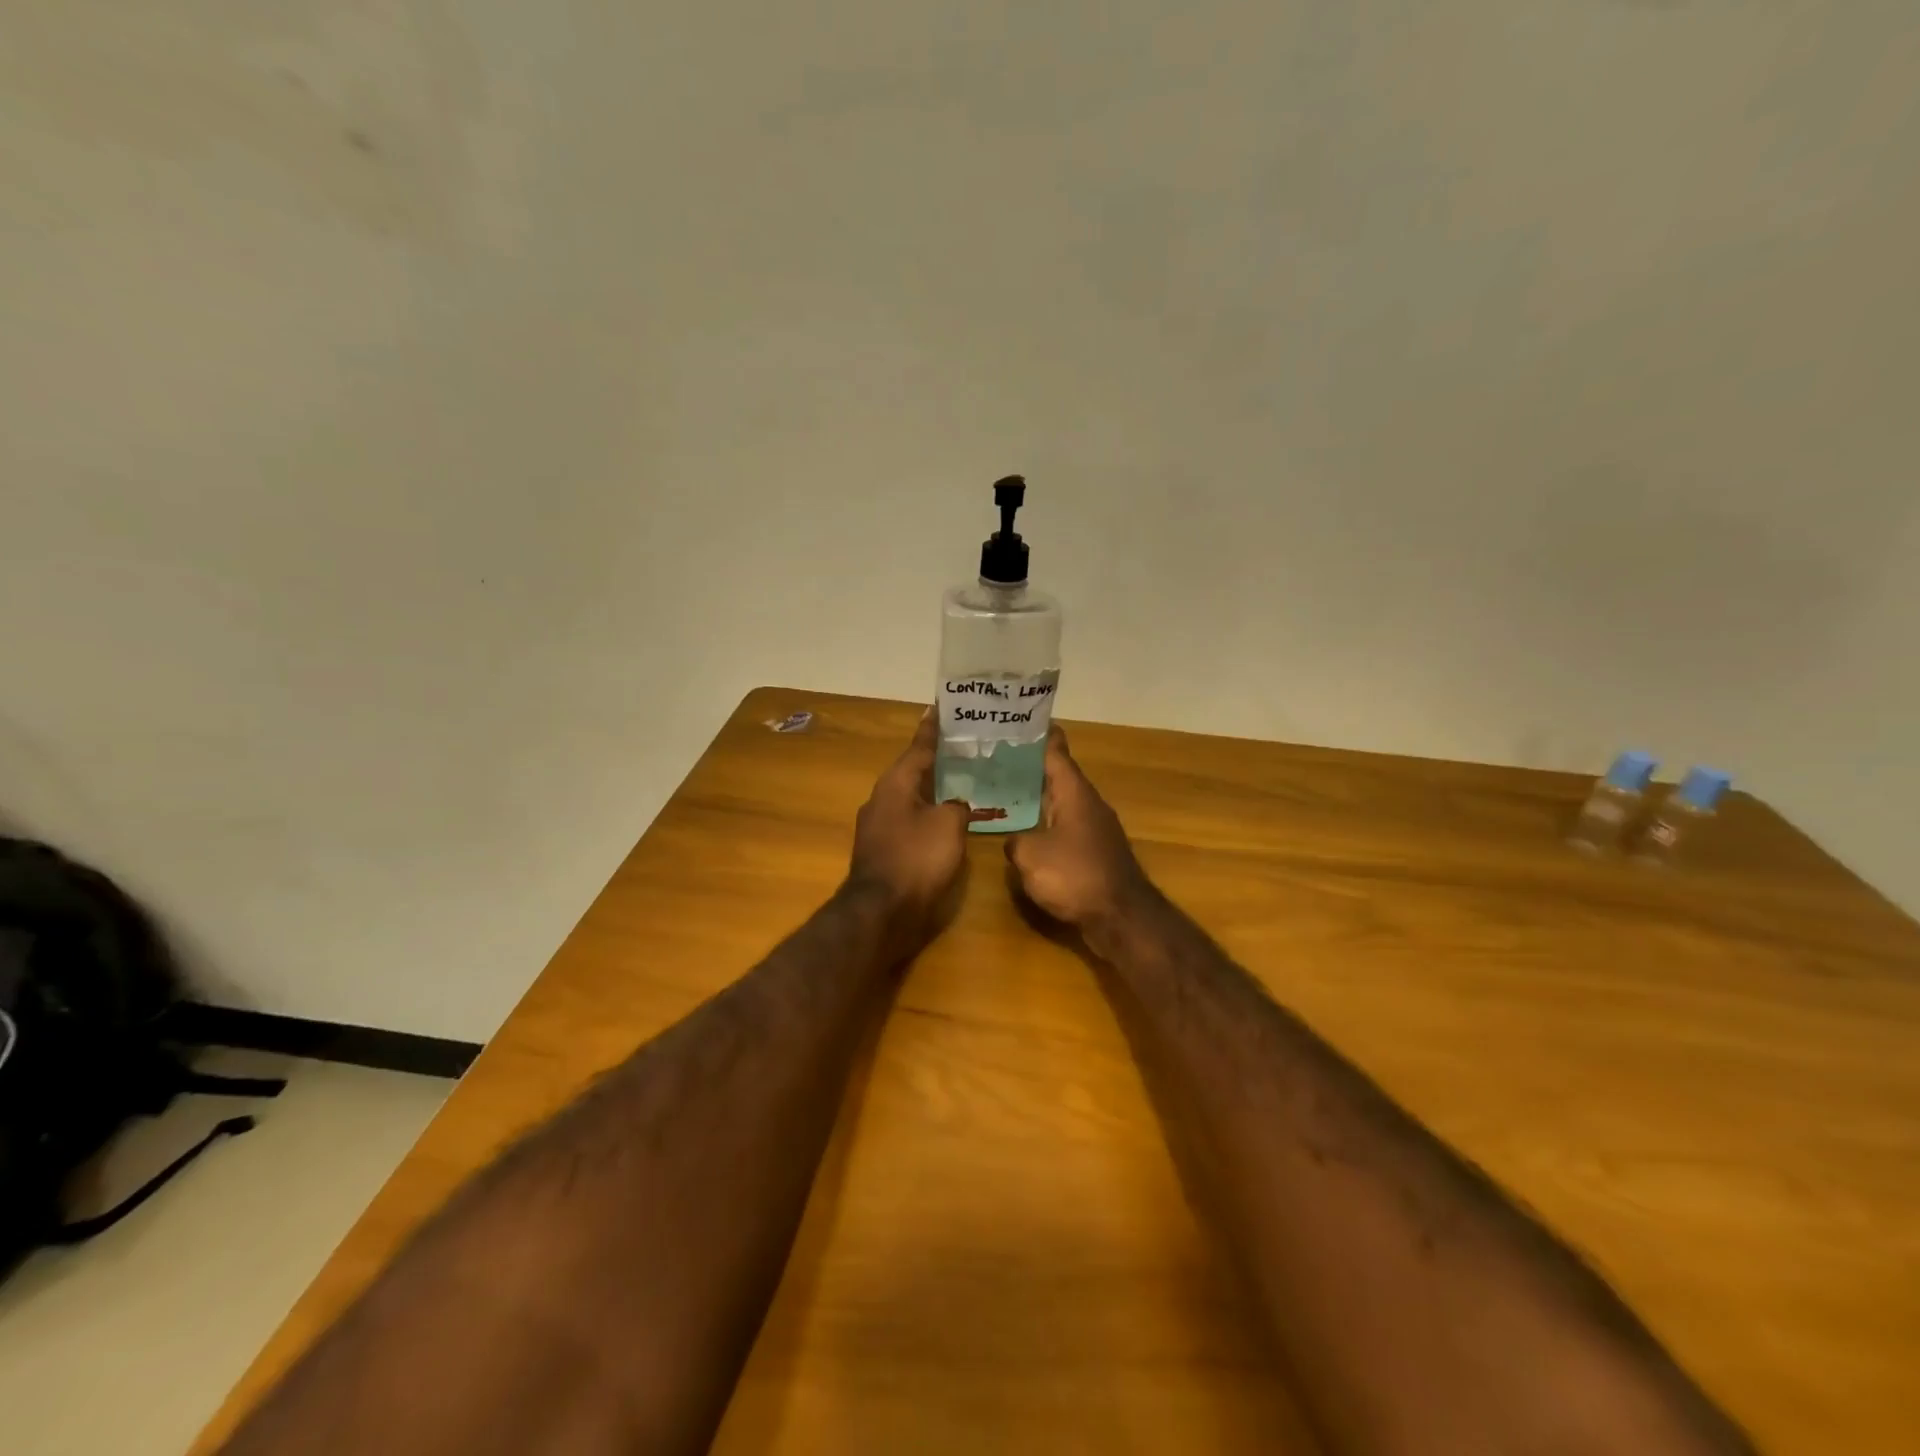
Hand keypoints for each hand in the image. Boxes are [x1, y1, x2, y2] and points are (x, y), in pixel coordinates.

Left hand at [848, 713, 970, 948]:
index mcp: (896, 784)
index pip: (918, 747)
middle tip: (962, 747)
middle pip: (913, 771)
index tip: (939, 707)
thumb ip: (957, 806)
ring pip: (911, 797)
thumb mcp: (948, 825)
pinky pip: (910, 821)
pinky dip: (928, 815)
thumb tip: (956, 805)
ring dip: (933, 789)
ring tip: (961, 780)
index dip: (932, 729)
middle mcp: (882, 798)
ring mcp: (878, 825)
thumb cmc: (916, 858)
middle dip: (936, 760)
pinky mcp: (883, 849)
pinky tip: (947, 820)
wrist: (882, 911)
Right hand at [1004, 727, 1152, 928]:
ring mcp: (1095, 828)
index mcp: (1074, 792)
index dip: (1040, 735)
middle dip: (1030, 767)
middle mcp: (1088, 803)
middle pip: (1058, 776)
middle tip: (997, 758)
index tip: (1022, 720)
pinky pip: (1065, 827)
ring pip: (1062, 802)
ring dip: (1038, 797)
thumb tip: (1015, 840)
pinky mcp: (1096, 852)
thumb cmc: (1075, 875)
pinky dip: (1046, 824)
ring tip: (1005, 792)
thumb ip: (1015, 841)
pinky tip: (1027, 832)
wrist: (1120, 917)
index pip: (1056, 751)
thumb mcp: (1030, 856)